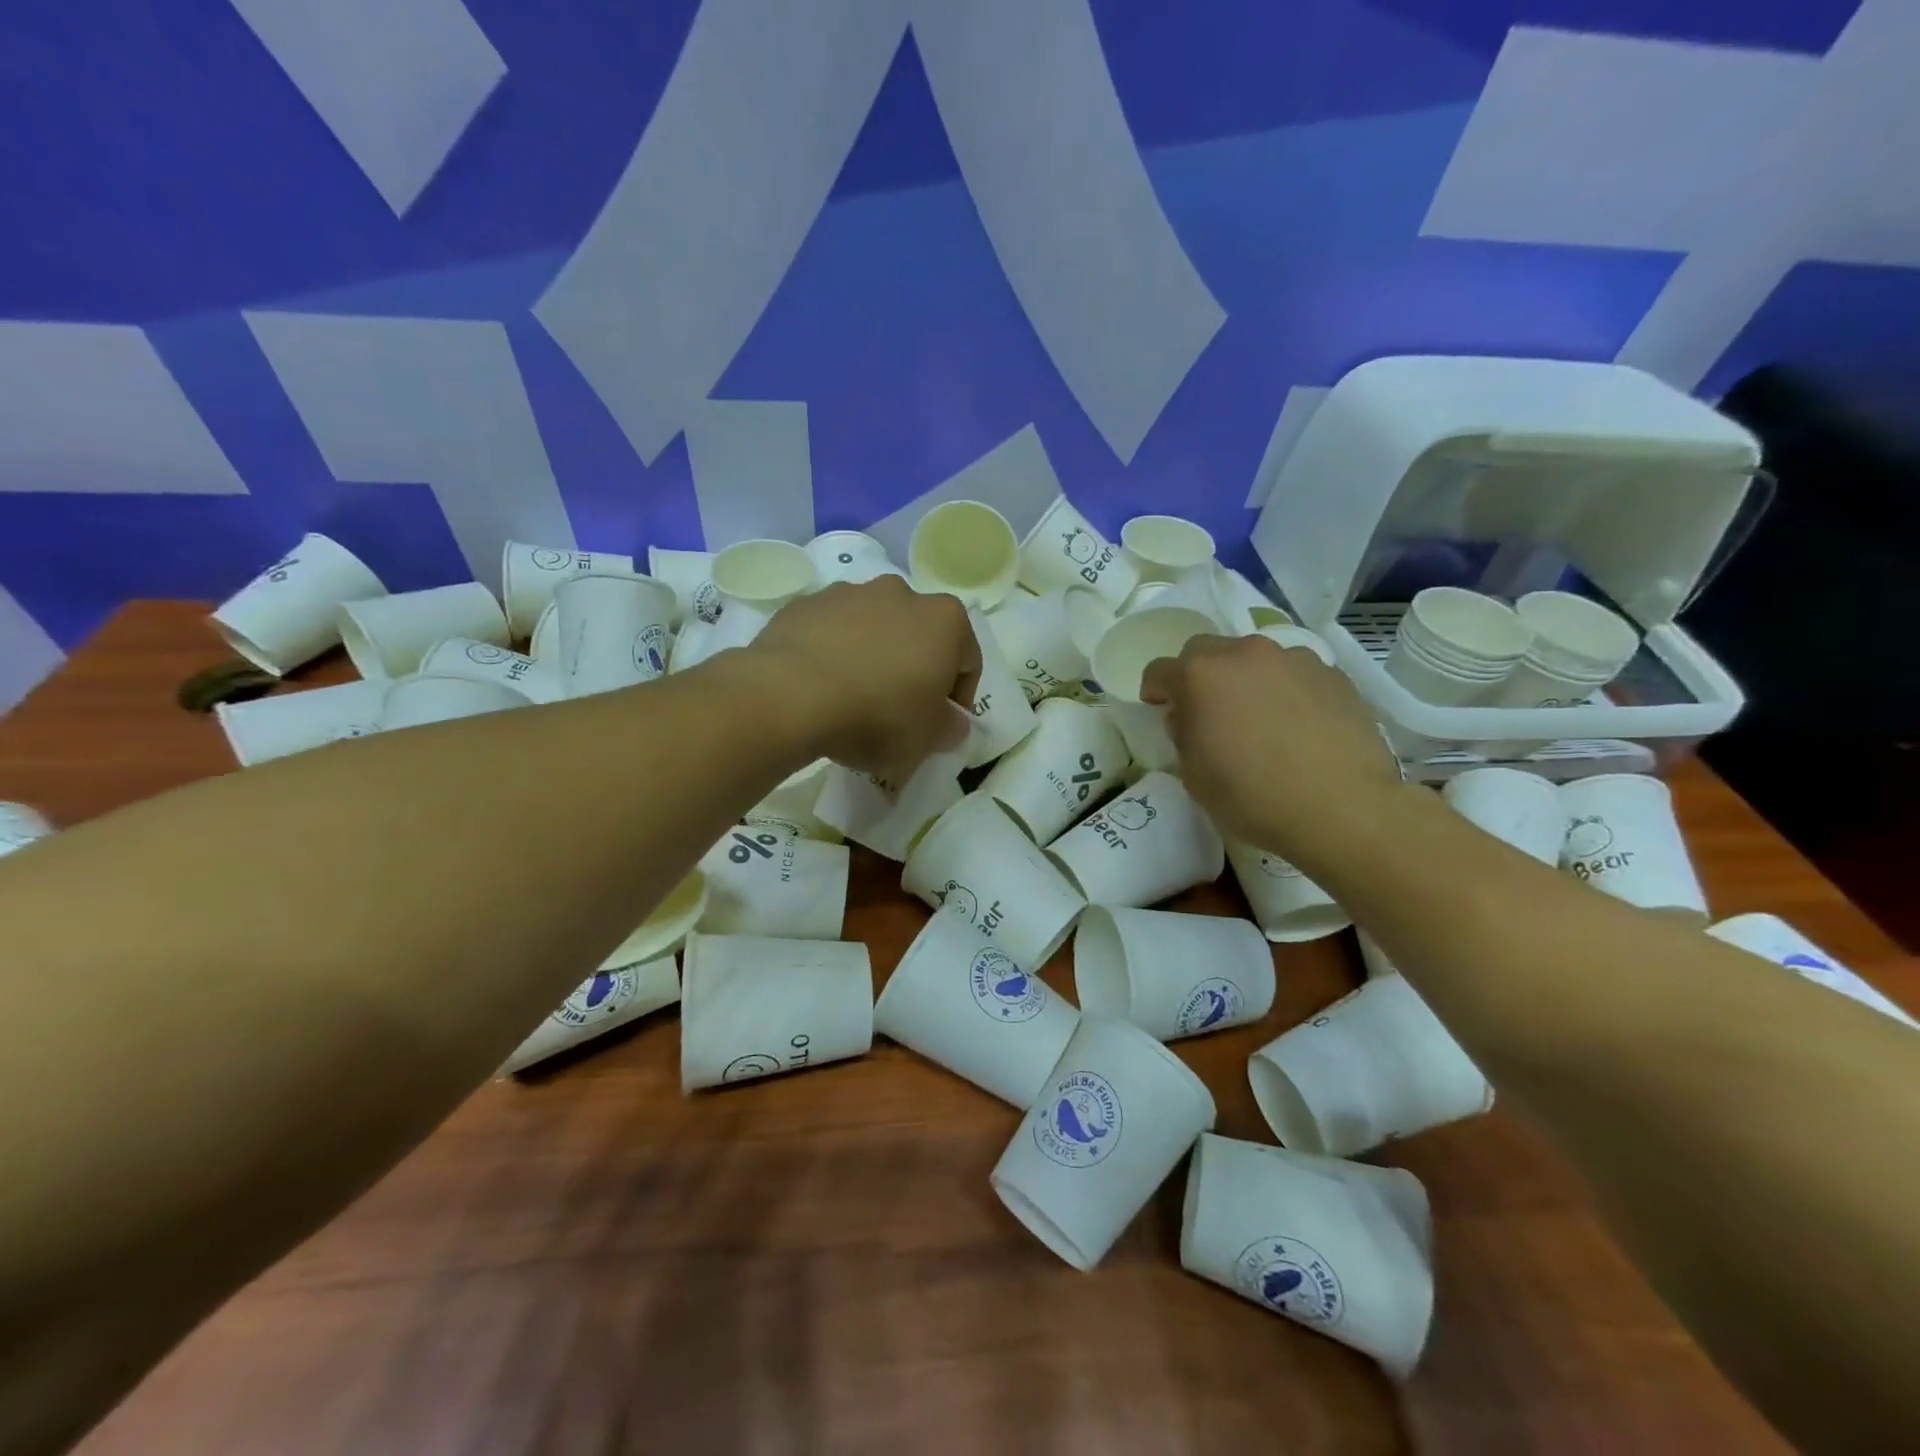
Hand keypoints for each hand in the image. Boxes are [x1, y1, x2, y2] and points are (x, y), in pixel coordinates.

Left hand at [741, 577, 980, 780]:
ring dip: (873, 656)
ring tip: (853, 698)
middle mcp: (901, 593)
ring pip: (874, 628)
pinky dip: (833, 652)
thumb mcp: (925, 740)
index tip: (940, 725)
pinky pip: (831, 631)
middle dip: (914, 669)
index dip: (958, 697)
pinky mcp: (806, 604)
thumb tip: (952, 722)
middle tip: (898, 710)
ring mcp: (850, 593)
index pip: (967, 660)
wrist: (790, 696)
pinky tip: (820, 687)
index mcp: (944, 620)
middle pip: (919, 635)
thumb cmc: (877, 716)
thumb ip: (948, 729)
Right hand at [1140, 633, 1400, 862]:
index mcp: (1201, 676)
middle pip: (1206, 652)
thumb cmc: (1254, 797)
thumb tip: (1188, 717)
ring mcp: (1293, 659)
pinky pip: (1294, 674)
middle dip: (1198, 676)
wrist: (1344, 808)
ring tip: (1260, 719)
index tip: (1160, 710)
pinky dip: (1286, 691)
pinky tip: (1297, 726)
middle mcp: (1245, 654)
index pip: (1159, 670)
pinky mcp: (1333, 674)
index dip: (1155, 691)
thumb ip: (1182, 735)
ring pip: (1254, 659)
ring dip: (1246, 680)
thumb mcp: (1194, 776)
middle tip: (1208, 711)